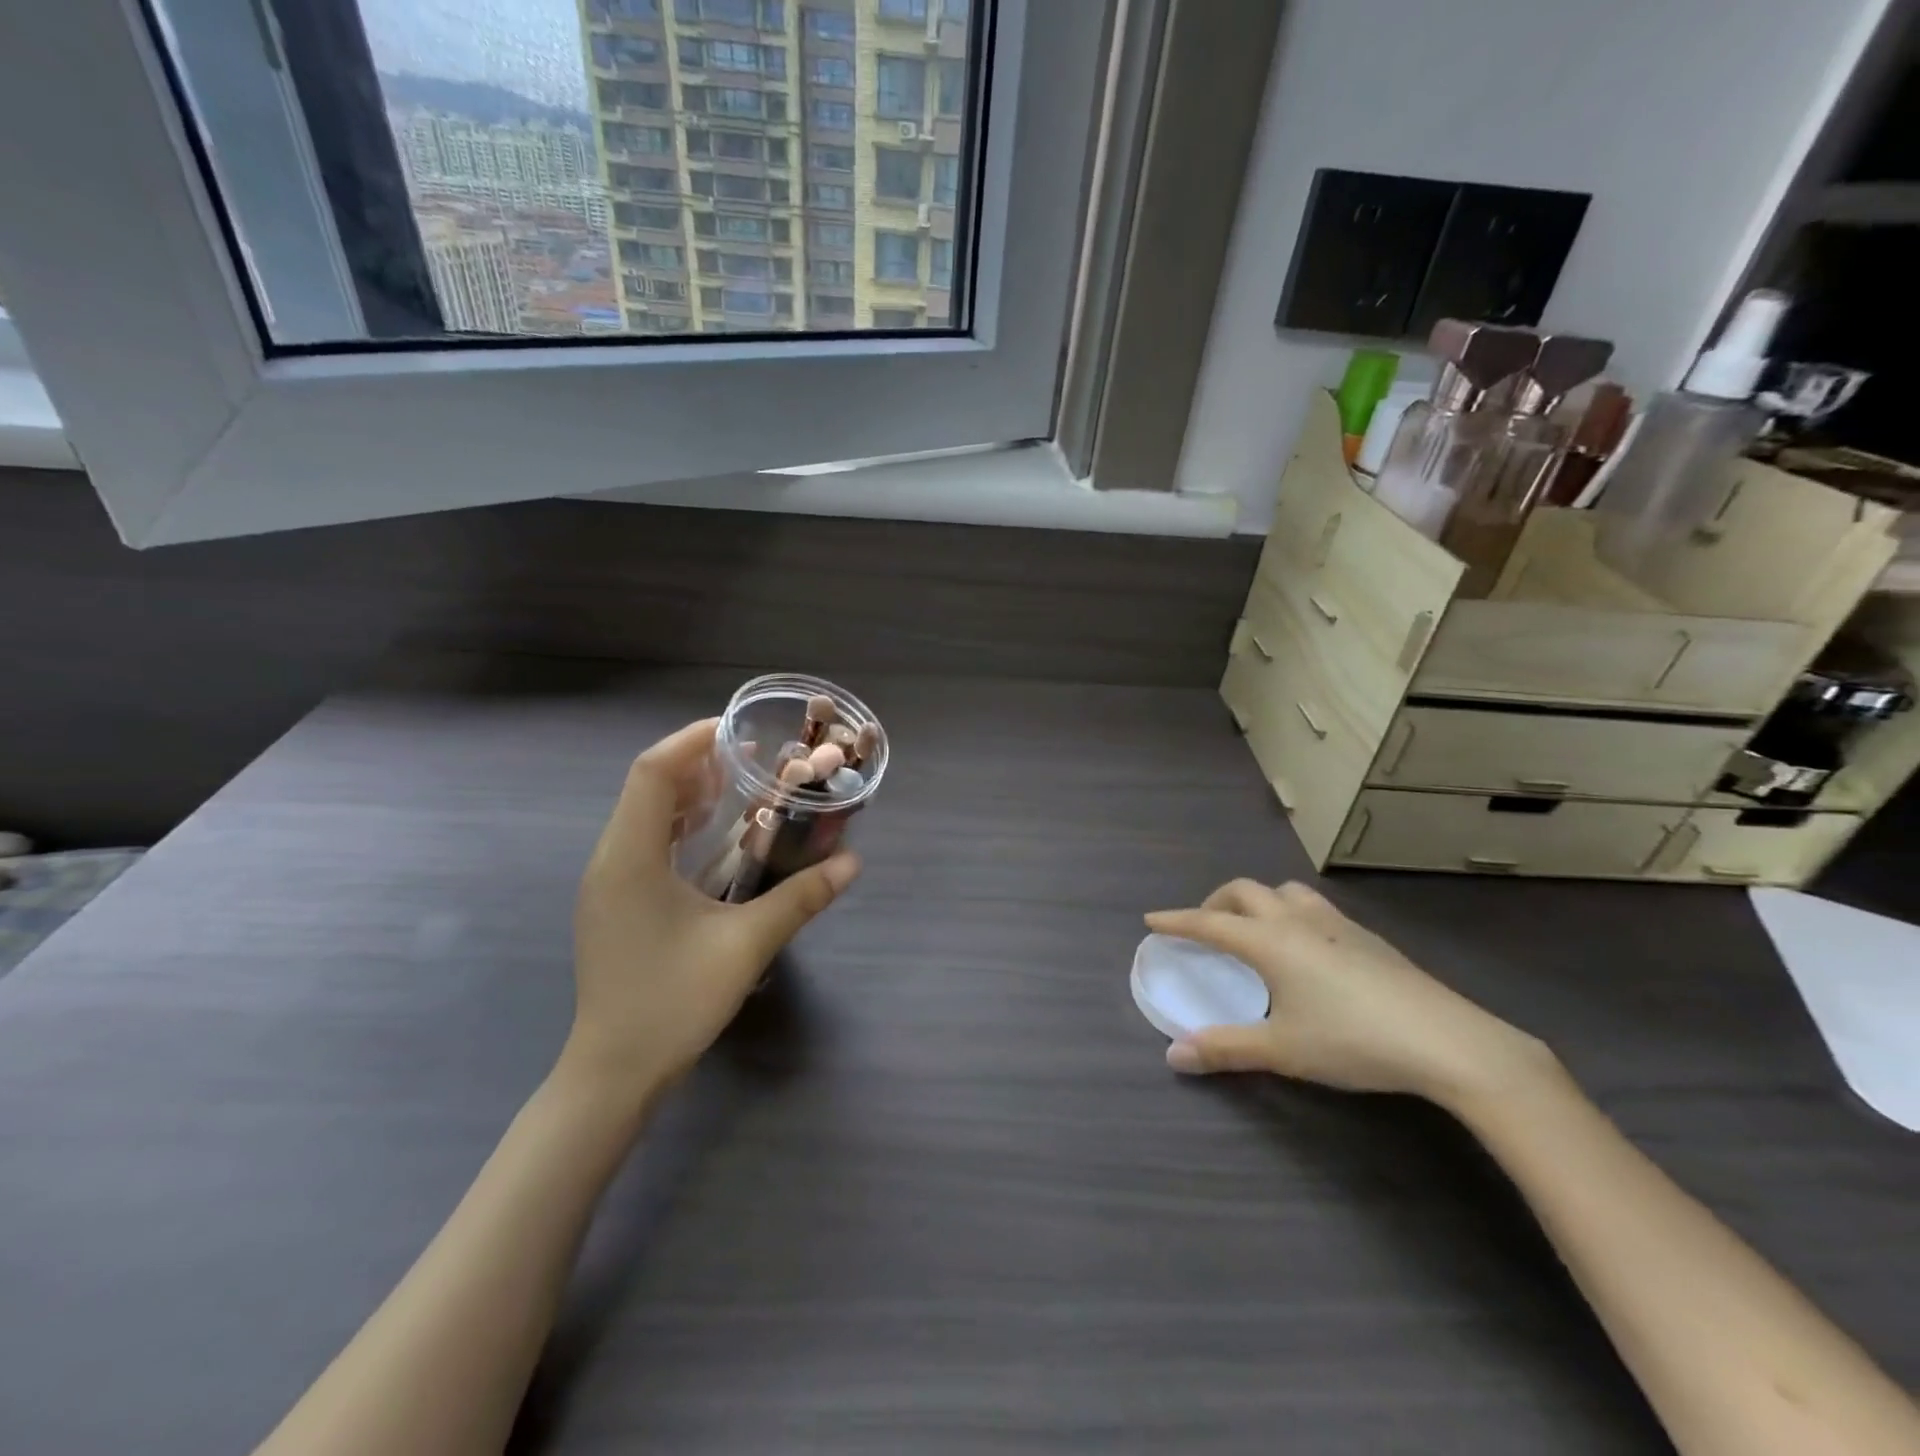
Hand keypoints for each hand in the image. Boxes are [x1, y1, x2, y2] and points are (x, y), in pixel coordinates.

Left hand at [567, 719, 859, 1102]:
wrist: (614, 1072)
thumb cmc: (673, 1003)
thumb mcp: (746, 946)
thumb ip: (800, 898)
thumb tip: (852, 862)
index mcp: (630, 858)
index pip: (652, 772)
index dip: (693, 741)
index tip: (739, 730)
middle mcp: (610, 859)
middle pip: (647, 787)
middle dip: (697, 762)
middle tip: (752, 757)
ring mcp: (607, 883)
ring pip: (643, 814)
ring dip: (688, 793)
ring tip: (740, 786)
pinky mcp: (614, 902)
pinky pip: (643, 841)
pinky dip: (678, 824)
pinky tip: (715, 838)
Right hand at [1146, 881, 1552, 1106]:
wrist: (1446, 1040)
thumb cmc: (1352, 1040)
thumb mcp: (1281, 1050)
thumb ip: (1224, 1049)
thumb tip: (1172, 1057)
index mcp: (1269, 941)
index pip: (1208, 922)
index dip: (1177, 920)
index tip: (1152, 919)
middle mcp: (1297, 920)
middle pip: (1244, 892)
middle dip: (1215, 903)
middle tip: (1204, 927)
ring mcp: (1336, 923)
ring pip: (1284, 891)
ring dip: (1258, 901)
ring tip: (1255, 929)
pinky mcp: (1367, 936)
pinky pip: (1314, 907)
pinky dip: (1291, 913)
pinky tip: (1307, 949)